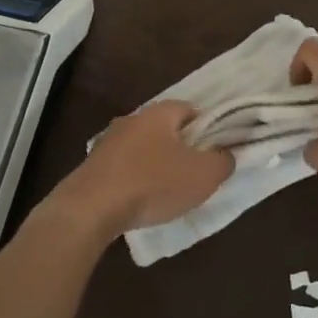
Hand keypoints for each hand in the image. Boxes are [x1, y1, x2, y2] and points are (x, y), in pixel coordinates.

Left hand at [59, 101, 232, 236]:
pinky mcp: (93, 166)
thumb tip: (226, 155)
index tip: (216, 153)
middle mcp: (132, 119)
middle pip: (166, 129)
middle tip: (195, 174)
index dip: (208, 129)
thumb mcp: (203, 175)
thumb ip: (222, 161)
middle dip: (182, 149)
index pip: (191, 110)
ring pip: (143, 149)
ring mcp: (108, 142)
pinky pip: (124, 168)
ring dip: (157, 166)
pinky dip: (136, 180)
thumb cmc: (153, 183)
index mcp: (159, 113)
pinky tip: (141, 202)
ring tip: (169, 193)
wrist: (91, 207)